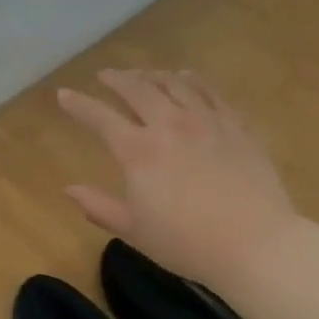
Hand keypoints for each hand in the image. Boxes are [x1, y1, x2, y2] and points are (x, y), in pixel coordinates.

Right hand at [58, 69, 299, 289]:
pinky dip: (192, 81)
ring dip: (153, 75)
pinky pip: (211, 92)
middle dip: (117, 79)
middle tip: (106, 76)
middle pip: (138, 89)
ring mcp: (207, 122)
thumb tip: (69, 189)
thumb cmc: (186, 243)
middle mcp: (169, 125)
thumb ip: (98, 207)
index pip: (100, 118)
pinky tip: (187, 79)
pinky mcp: (237, 126)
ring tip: (143, 75)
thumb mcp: (133, 230)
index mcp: (138, 151)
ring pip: (175, 84)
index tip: (63, 94)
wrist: (255, 243)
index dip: (78, 105)